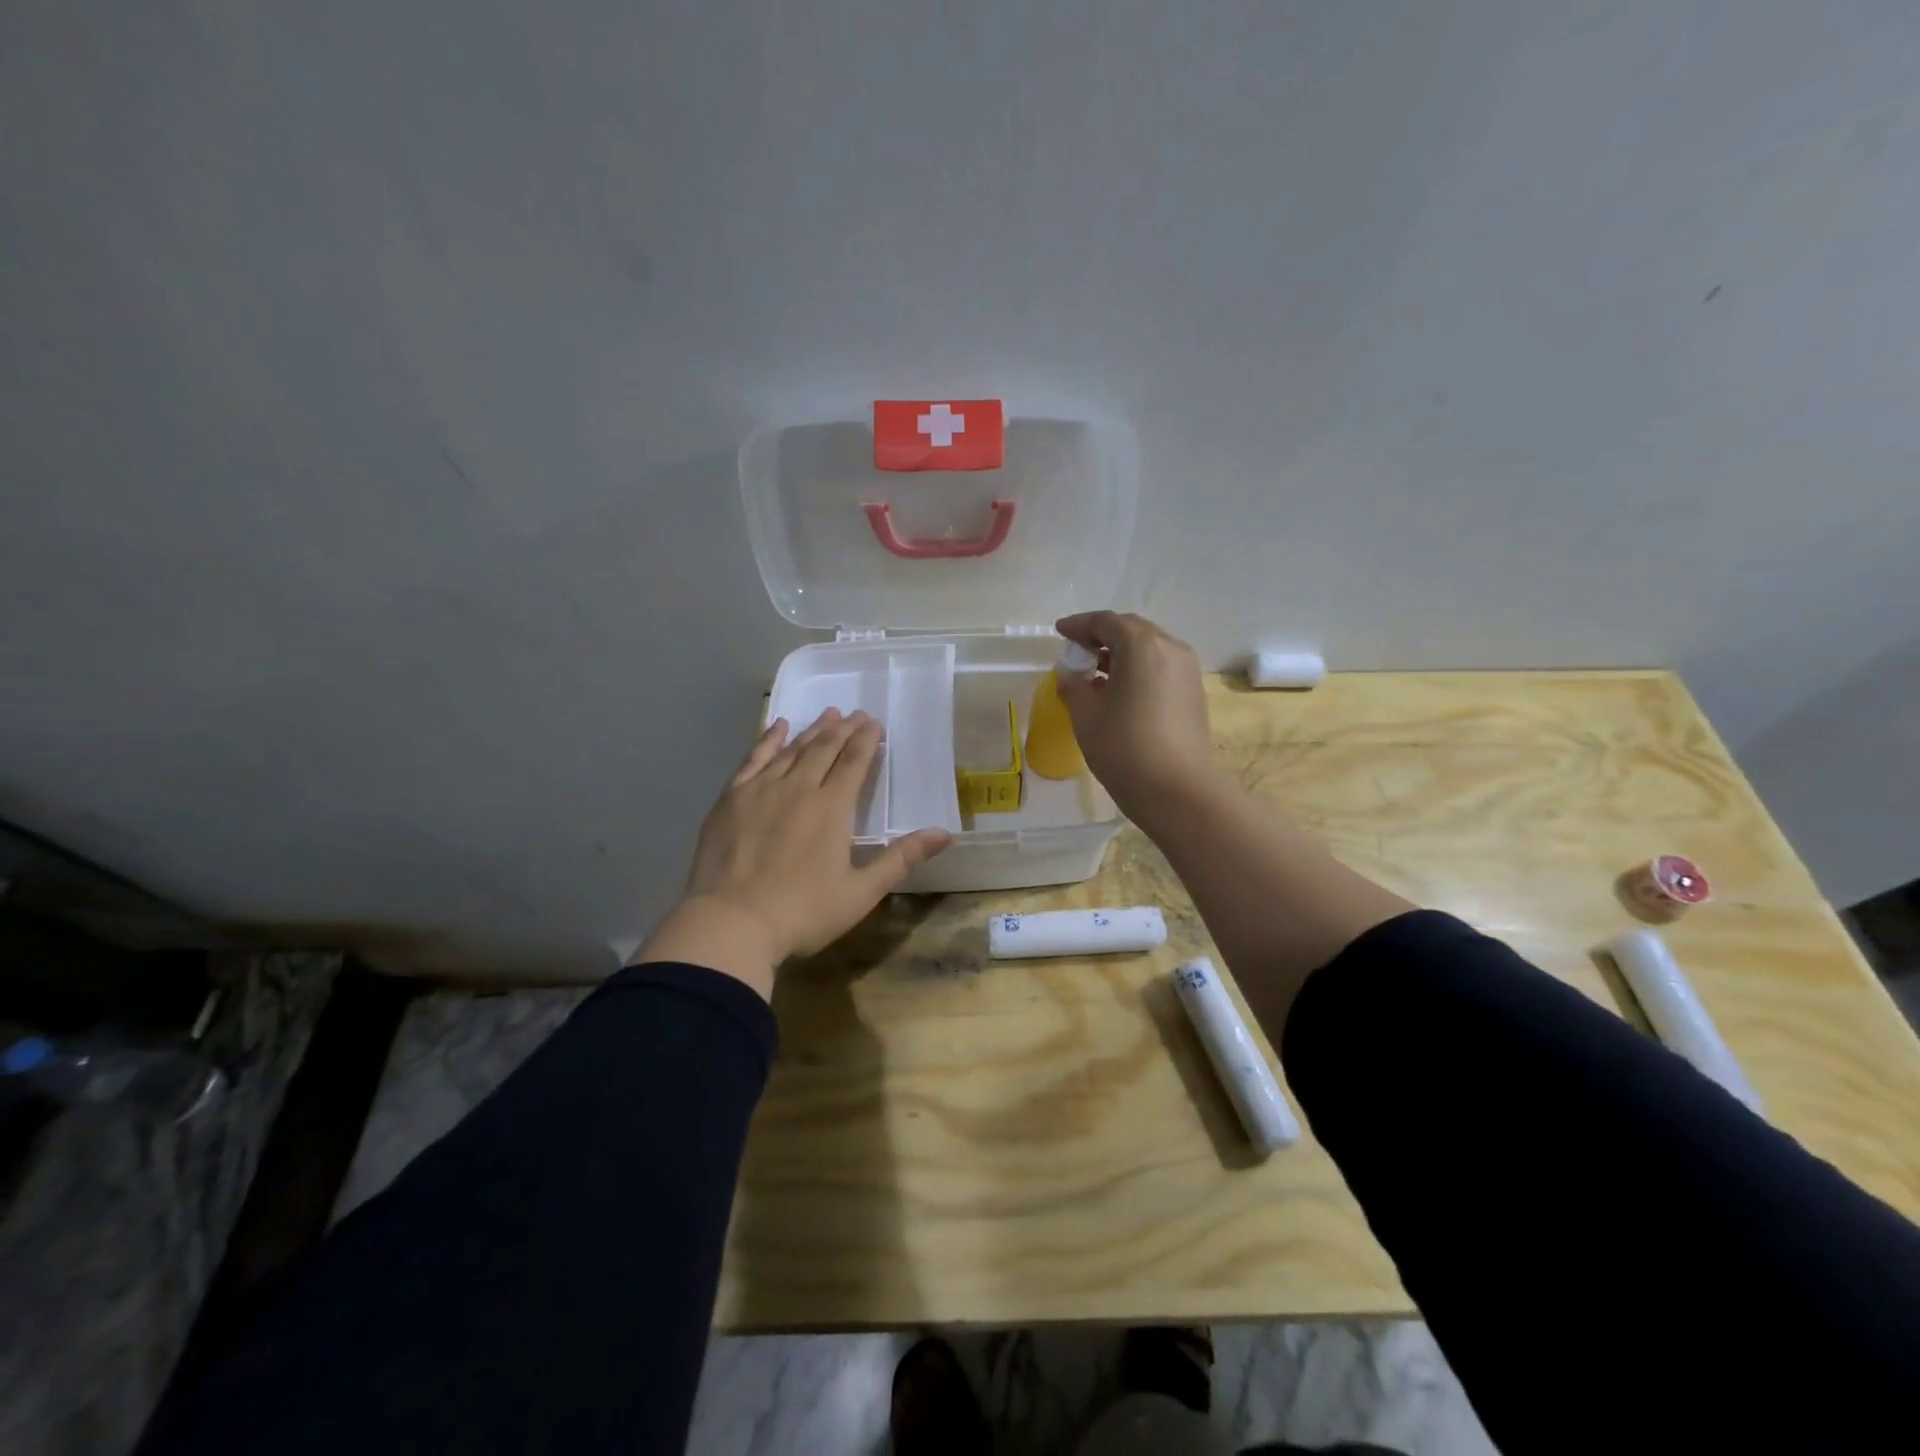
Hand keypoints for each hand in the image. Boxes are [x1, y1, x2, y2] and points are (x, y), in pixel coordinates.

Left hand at [632, 710, 951, 998]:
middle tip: (856, 714)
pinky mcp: (731, 799)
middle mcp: (799, 788)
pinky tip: (778, 727)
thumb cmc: (803, 913)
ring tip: (827, 715)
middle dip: (843, 729)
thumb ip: (901, 859)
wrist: (732, 923)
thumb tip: (945, 834)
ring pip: (792, 750)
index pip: (854, 762)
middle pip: (824, 749)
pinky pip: (754, 759)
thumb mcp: (861, 892)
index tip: (874, 724)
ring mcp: (761, 790)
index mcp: (832, 808)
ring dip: (812, 730)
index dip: (866, 741)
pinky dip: (768, 740)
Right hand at [1054, 611, 1218, 827]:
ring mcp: (1187, 670)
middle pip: (1131, 630)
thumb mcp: (1086, 714)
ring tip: (1095, 672)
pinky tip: (1120, 691)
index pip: (1106, 622)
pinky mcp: (1193, 692)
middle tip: (1076, 650)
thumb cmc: (1124, 748)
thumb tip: (1073, 674)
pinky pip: (1160, 667)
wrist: (1178, 791)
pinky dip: (1137, 669)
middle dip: (1101, 636)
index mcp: (1141, 645)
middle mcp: (1170, 648)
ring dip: (1120, 653)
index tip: (1060, 632)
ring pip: (1148, 648)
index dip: (1079, 625)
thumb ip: (1074, 685)